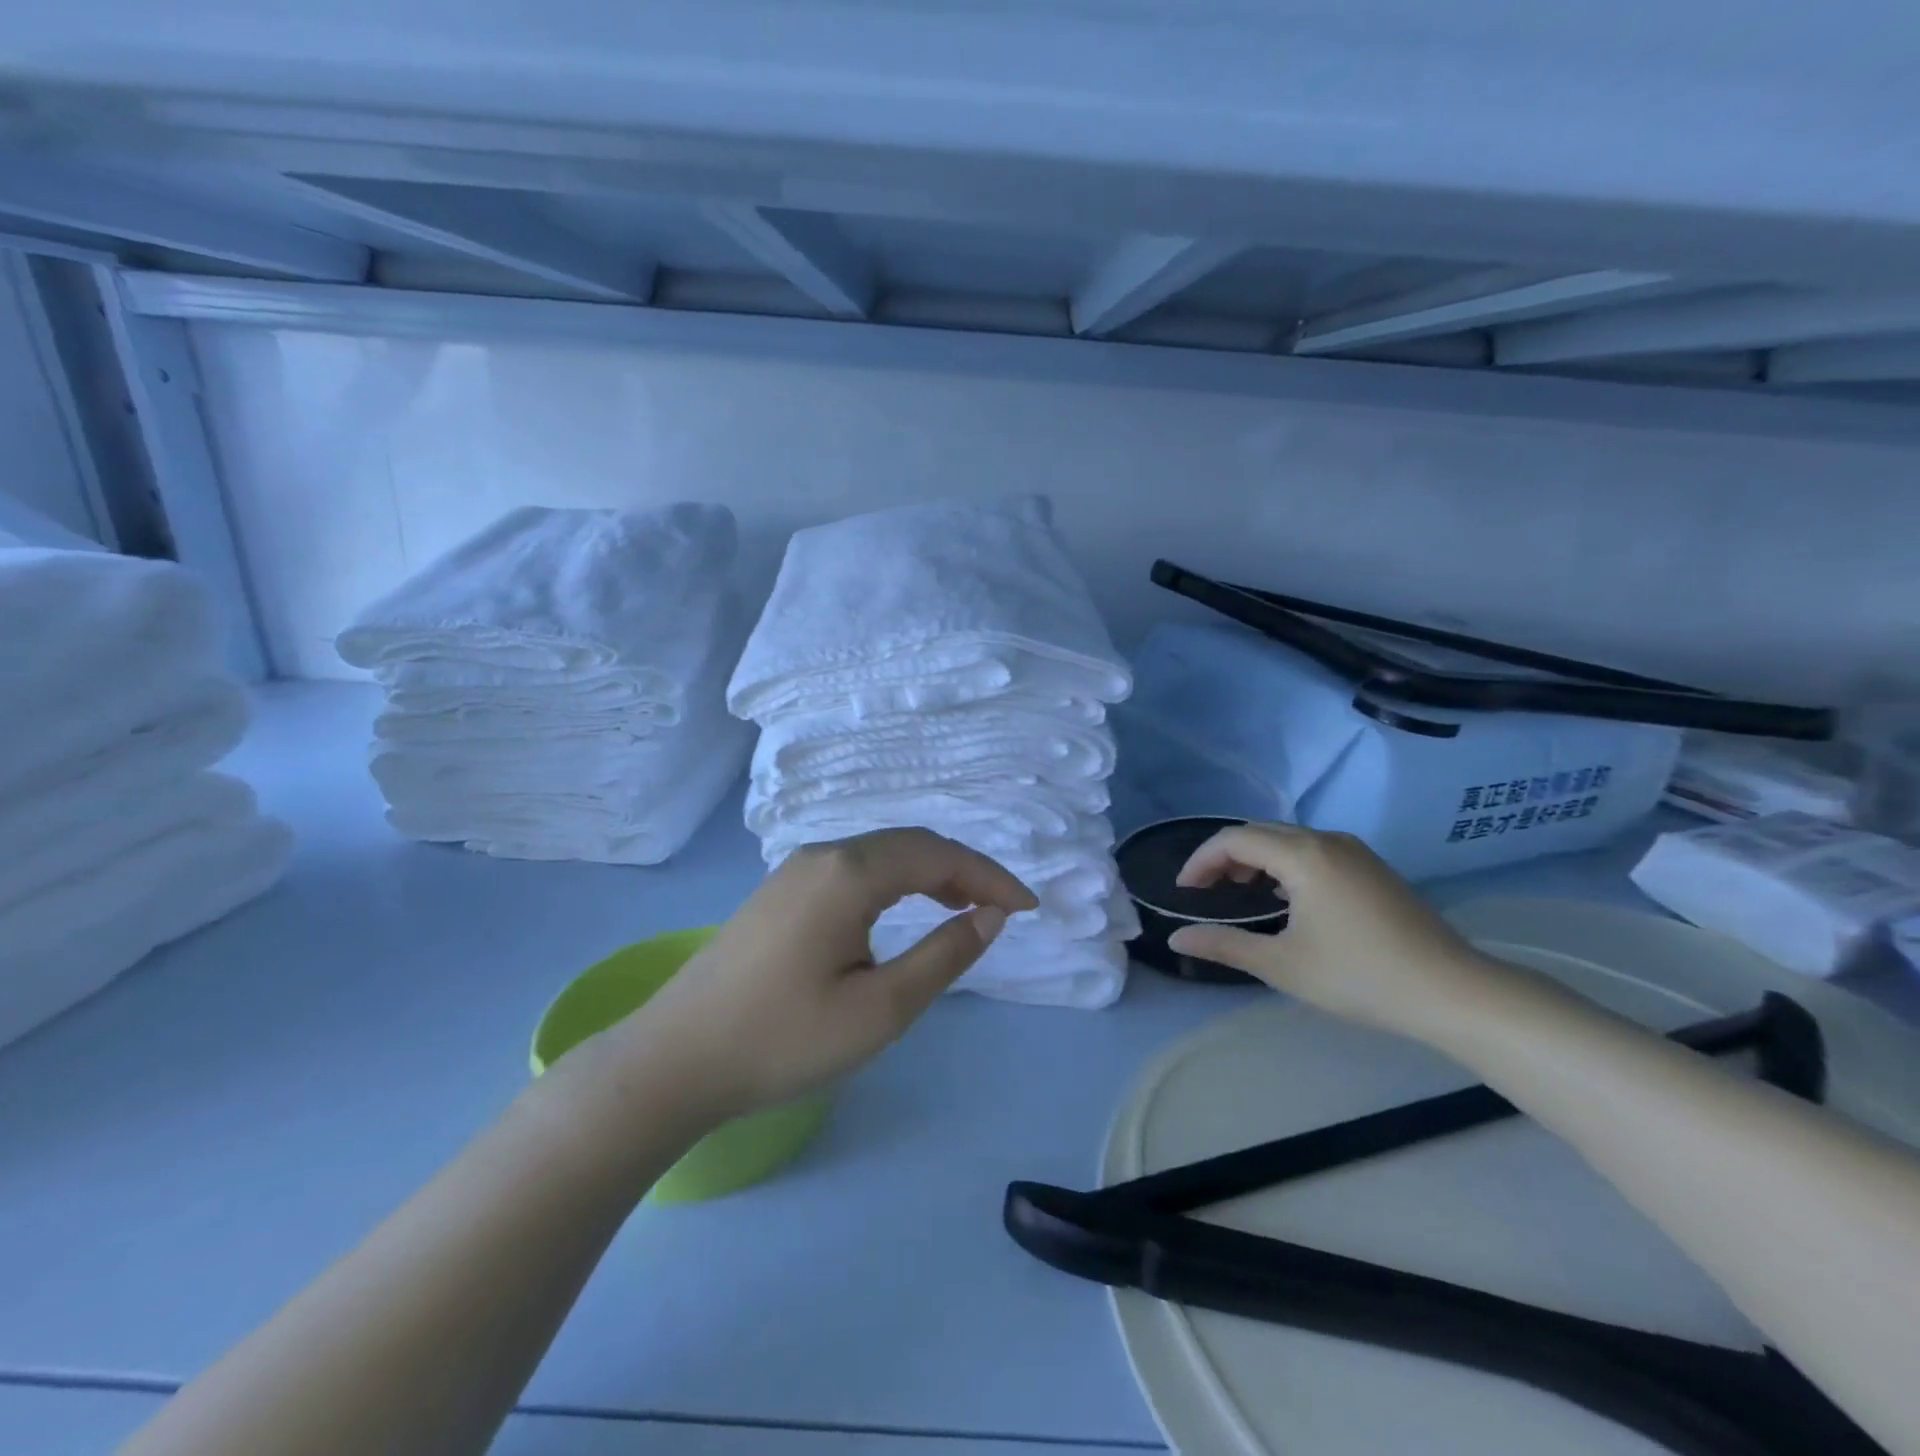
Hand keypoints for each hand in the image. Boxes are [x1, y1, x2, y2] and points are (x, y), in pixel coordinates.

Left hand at [600, 828, 1037, 1119]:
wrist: (675, 1059)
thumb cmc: (783, 1040)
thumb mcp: (879, 1008)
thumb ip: (944, 955)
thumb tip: (990, 916)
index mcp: (849, 872)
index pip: (938, 855)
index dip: (990, 876)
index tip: (1028, 907)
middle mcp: (823, 853)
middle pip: (910, 844)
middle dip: (964, 870)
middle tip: (1002, 908)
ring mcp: (796, 868)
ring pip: (881, 853)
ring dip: (929, 873)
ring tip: (965, 907)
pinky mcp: (781, 890)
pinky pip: (854, 868)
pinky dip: (895, 881)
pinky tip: (904, 910)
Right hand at [1167, 823, 1497, 1039]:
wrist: (1453, 992)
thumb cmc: (1359, 977)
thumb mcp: (1282, 965)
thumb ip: (1224, 945)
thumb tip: (1176, 939)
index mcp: (1302, 855)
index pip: (1234, 839)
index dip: (1201, 860)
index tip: (1184, 891)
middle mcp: (1327, 840)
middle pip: (1259, 832)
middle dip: (1225, 856)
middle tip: (1205, 891)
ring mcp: (1355, 851)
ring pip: (1288, 839)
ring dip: (1255, 858)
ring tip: (1238, 892)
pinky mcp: (1373, 867)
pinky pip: (1313, 849)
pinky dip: (1284, 863)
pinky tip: (1284, 896)